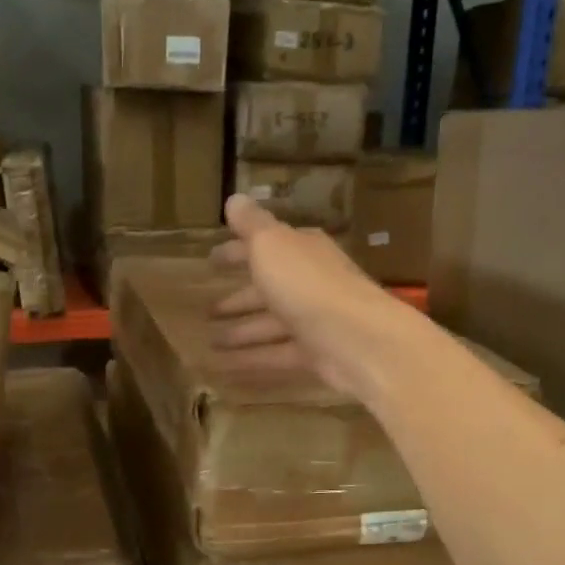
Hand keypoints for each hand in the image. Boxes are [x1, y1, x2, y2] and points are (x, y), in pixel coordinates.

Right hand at [208, 194, 417, 400]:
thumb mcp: (272, 244)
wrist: (357, 339)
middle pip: (268, 288)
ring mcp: (314, 320)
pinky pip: (275, 355)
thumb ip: (251, 224)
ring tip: (210, 341)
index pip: (264, 246)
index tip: (210, 261)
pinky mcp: (314, 354)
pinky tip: (224, 366)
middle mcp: (309, 282)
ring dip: (241, 331)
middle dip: (238, 298)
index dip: (236, 251)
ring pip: (270, 325)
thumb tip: (234, 198)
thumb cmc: (307, 284)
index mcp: (301, 251)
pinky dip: (251, 359)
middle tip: (207, 310)